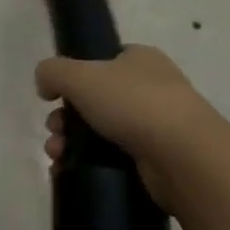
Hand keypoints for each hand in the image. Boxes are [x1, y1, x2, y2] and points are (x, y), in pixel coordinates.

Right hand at [35, 44, 204, 162]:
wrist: (184, 157)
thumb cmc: (132, 103)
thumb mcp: (78, 75)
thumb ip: (52, 72)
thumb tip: (45, 85)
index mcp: (140, 59)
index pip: (102, 61)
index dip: (73, 77)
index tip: (55, 97)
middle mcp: (152, 87)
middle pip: (95, 99)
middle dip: (65, 117)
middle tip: (54, 131)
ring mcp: (158, 124)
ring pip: (101, 130)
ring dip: (71, 142)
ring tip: (57, 155)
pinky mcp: (158, 158)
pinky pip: (114, 157)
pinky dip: (89, 162)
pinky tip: (69, 170)